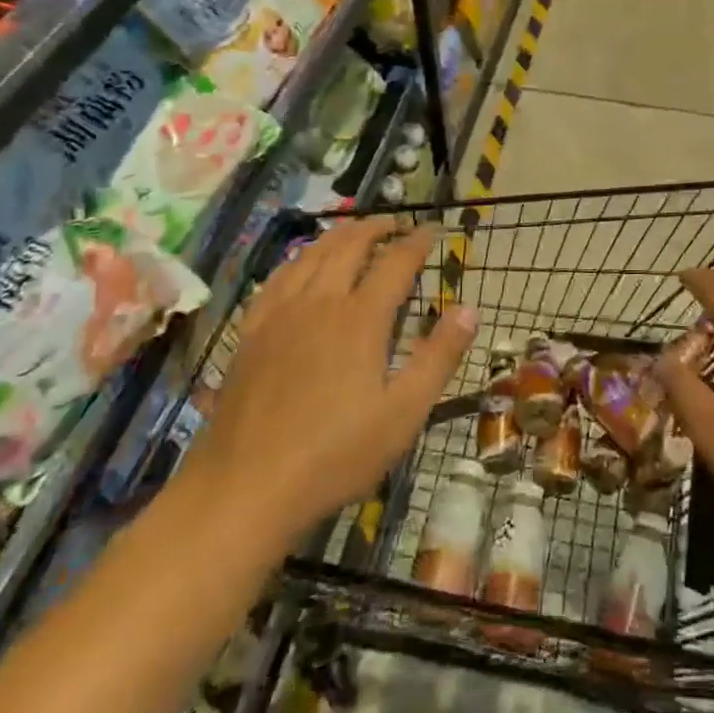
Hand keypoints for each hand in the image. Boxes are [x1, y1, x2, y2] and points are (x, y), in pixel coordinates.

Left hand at [182, 218, 475, 545]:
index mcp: (360, 318)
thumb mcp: (404, 413)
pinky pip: (277, 280)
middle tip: (396, 223)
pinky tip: (300, 267)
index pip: (395, 263)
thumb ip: (439, 357)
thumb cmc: (335, 454)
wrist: (244, 489)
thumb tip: (469, 309)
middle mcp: (319, 303)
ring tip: (355, 232)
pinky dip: (298, 260)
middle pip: (349, 246)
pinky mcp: (250, 334)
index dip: (417, 242)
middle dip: (376, 227)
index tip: (433, 230)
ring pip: (310, 256)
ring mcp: (279, 316)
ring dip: (338, 236)